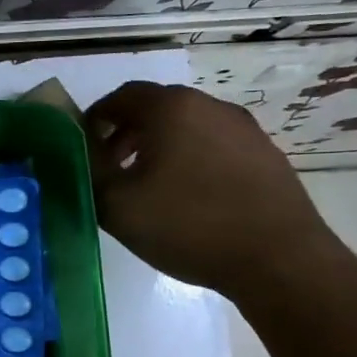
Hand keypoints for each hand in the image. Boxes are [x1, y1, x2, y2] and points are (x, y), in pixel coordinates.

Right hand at [84, 82, 346, 304]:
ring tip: (147, 186)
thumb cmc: (188, 226)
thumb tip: (77, 151)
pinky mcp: (265, 154)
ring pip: (186, 126)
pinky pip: (213, 145)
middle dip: (125, 133)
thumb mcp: (116, 205)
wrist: (279, 260)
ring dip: (158, 146)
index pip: (120, 97)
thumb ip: (87, 171)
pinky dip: (189, 159)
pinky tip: (187, 197)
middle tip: (109, 169)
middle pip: (155, 108)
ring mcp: (243, 129)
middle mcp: (209, 106)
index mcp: (171, 109)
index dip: (94, 119)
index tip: (82, 149)